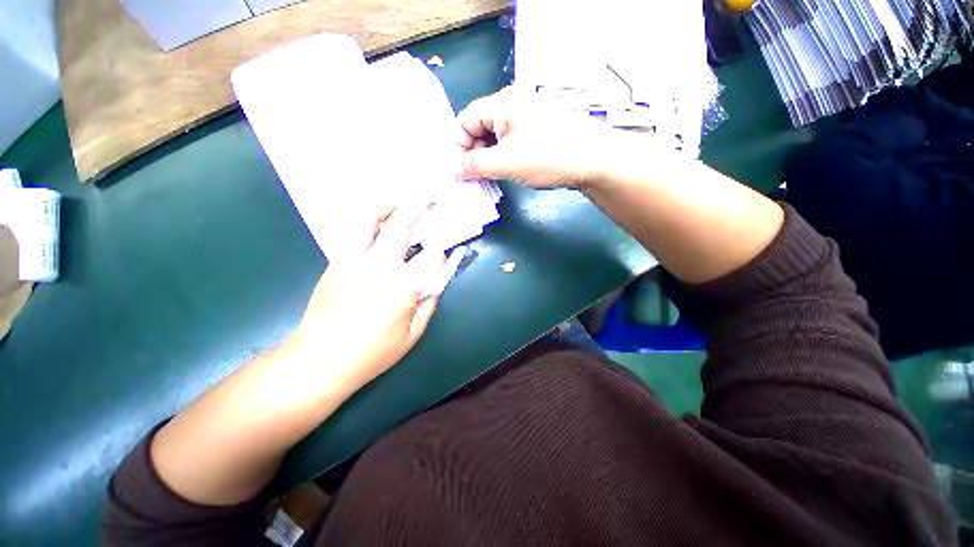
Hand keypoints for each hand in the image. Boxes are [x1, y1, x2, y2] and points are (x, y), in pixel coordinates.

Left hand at [289, 201, 446, 397]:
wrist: (318, 359)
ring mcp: (353, 260)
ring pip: (369, 219)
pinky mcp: (337, 261)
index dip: (442, 254)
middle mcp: (379, 266)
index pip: (432, 257)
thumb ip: (429, 304)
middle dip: (419, 205)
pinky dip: (369, 219)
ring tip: (400, 197)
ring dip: (388, 204)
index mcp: (402, 288)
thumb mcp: (411, 335)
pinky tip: (378, 219)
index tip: (443, 255)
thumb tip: (436, 283)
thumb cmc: (371, 353)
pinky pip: (354, 231)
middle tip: (430, 194)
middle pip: (401, 226)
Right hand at [456, 86, 621, 188]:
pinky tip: (503, 175)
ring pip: (495, 140)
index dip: (458, 146)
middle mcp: (512, 106)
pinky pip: (509, 145)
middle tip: (472, 180)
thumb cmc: (548, 157)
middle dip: (473, 155)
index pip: (466, 120)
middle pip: (479, 129)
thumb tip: (452, 170)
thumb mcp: (507, 163)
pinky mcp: (536, 134)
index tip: (459, 172)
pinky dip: (502, 160)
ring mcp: (526, 120)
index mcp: (502, 103)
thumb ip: (475, 166)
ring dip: (487, 160)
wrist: (594, 161)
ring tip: (487, 181)